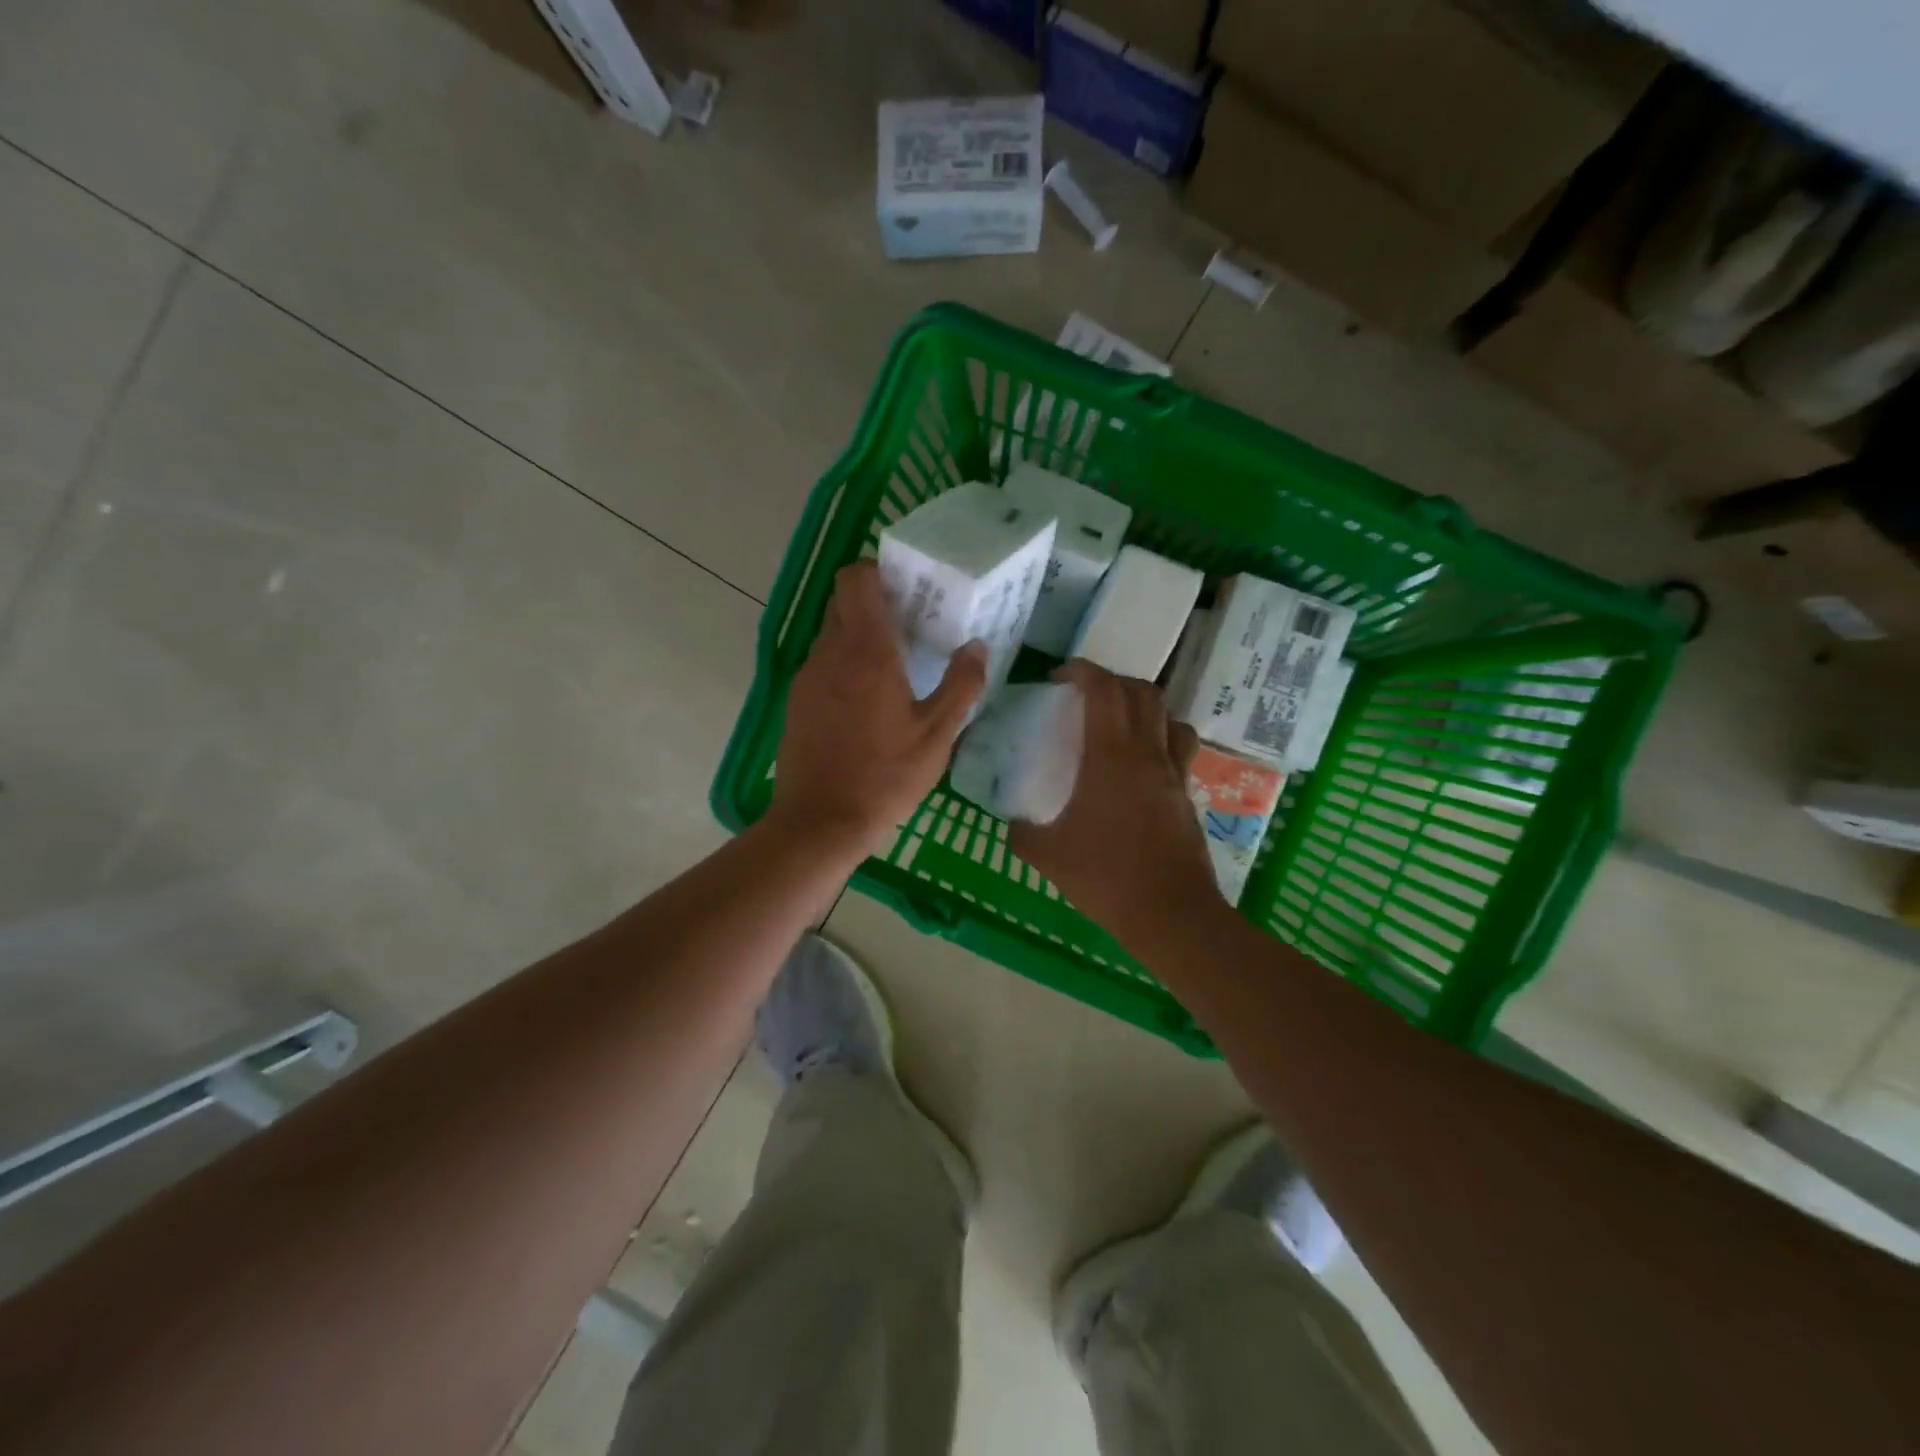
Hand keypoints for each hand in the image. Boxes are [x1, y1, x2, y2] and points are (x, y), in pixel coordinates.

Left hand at [769, 560, 985, 851]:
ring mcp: (807, 677)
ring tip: (895, 666)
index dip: (878, 570)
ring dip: (860, 638)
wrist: (820, 821)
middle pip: (843, 602)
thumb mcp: (937, 735)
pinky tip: (867, 702)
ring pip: (832, 635)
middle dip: (874, 603)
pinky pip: (822, 666)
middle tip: (910, 624)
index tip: (907, 587)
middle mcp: (830, 653)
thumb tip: (976, 647)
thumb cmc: (885, 777)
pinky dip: (844, 667)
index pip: (855, 579)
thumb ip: (961, 686)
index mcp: (867, 651)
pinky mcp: (796, 702)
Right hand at [1009, 661, 1223, 947]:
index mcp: (1111, 756)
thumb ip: (1022, 833)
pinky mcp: (1186, 795)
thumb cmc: (1105, 876)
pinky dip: (1160, 739)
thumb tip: (1012, 822)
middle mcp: (1147, 753)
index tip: (1060, 676)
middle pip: (1142, 693)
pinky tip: (1141, 766)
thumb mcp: (1048, 855)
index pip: (1104, 690)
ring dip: (1144, 707)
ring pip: (1169, 717)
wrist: (1170, 913)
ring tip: (1120, 723)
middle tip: (1086, 696)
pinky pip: (1178, 749)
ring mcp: (1173, 773)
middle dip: (1113, 682)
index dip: (1083, 671)